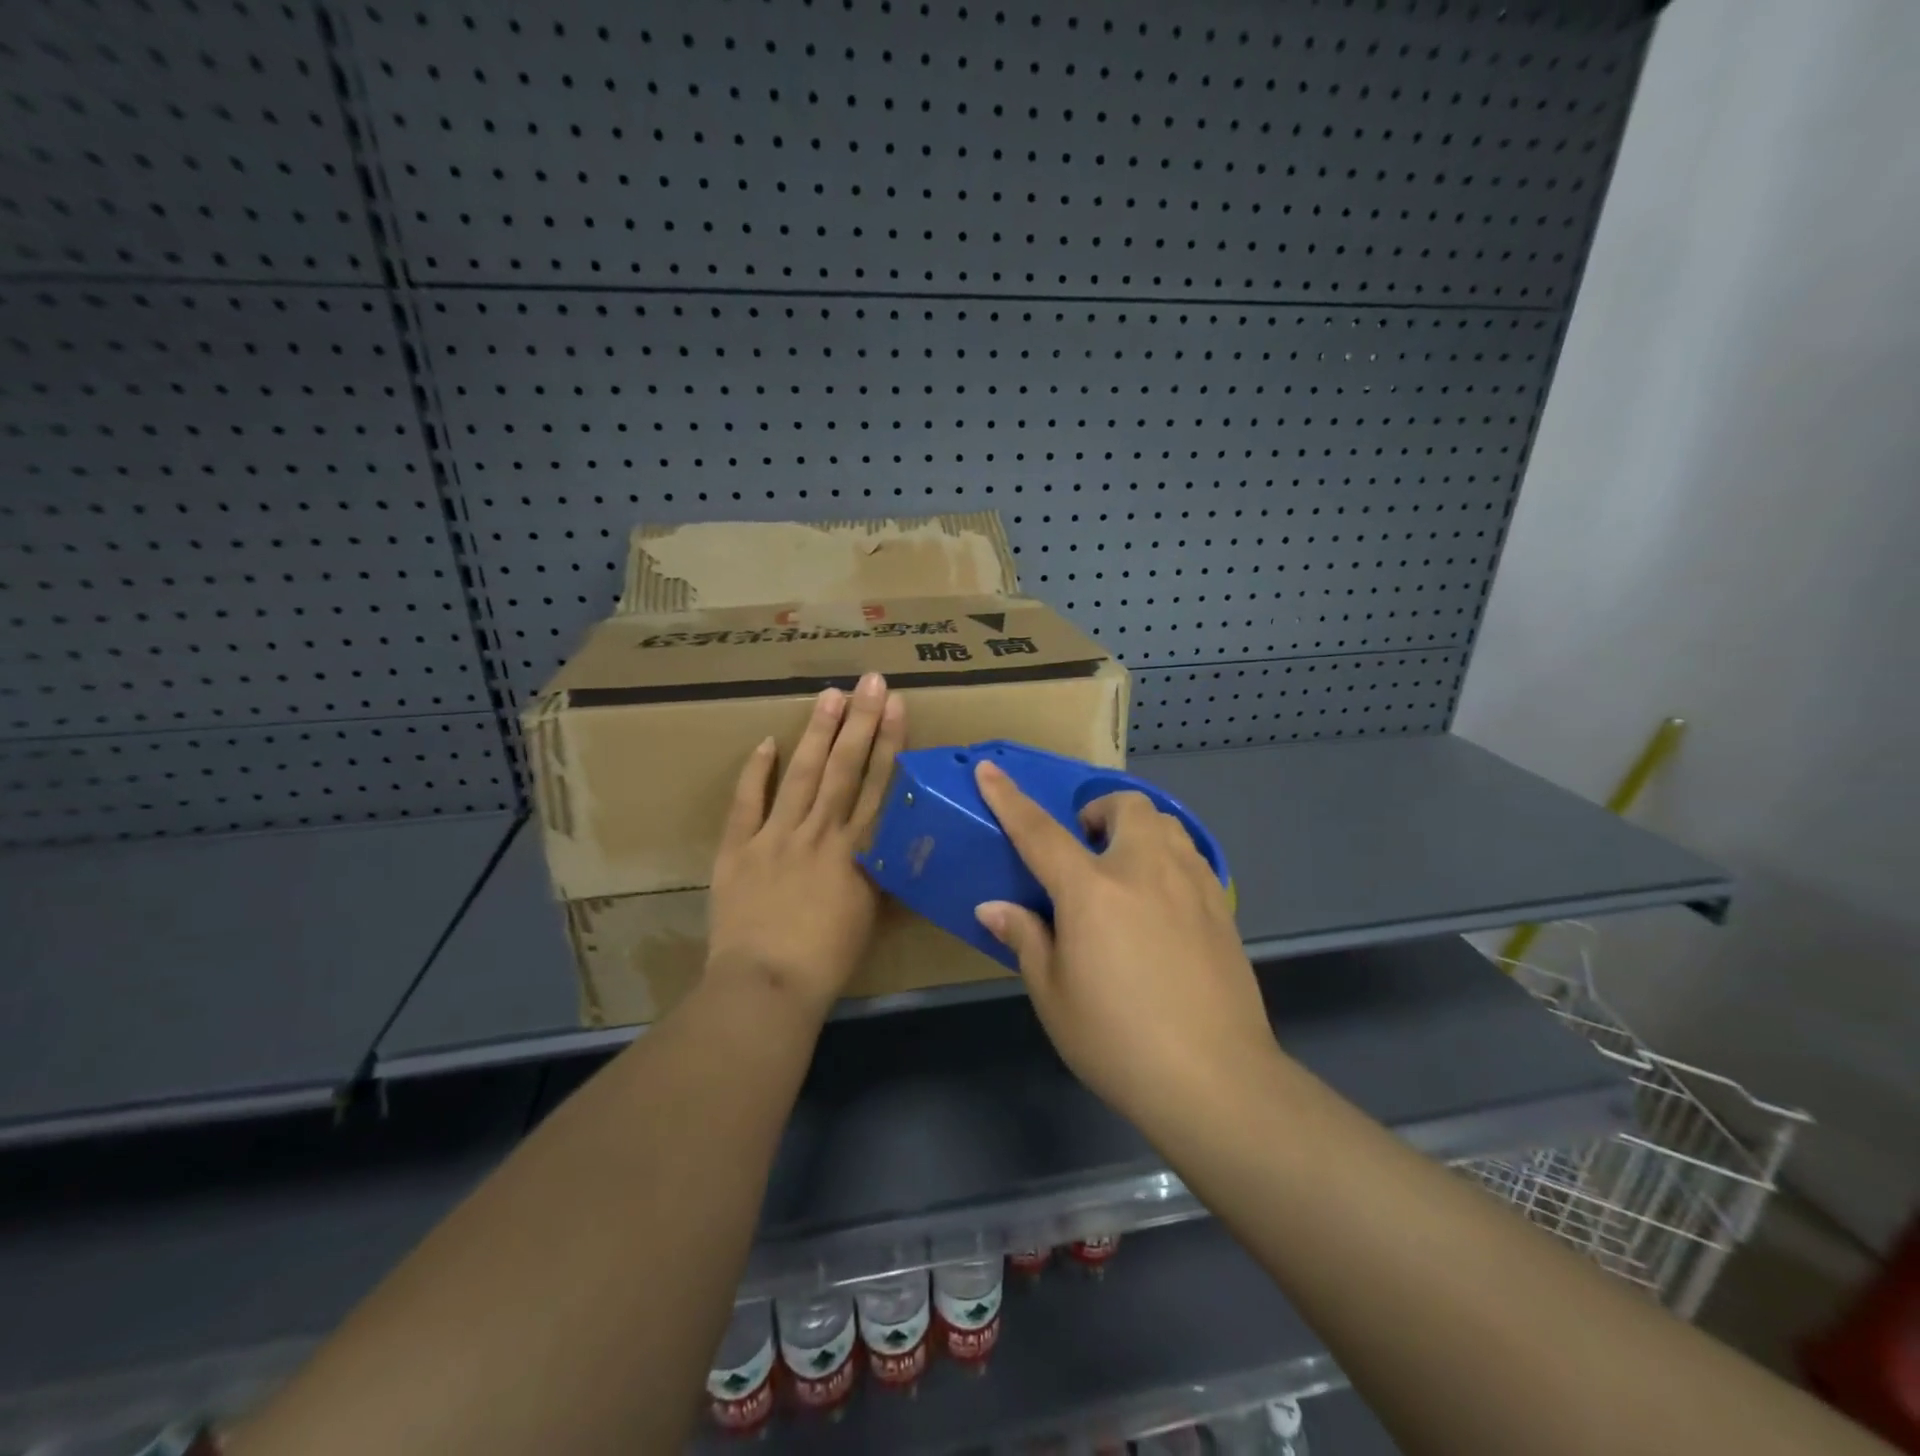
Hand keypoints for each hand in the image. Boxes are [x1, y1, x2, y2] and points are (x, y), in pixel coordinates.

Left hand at [706, 672, 904, 1017]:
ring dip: (817, 733)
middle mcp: (820, 832)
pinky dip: (756, 773)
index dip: (889, 742)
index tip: (896, 706)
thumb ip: (878, 875)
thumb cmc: (828, 960)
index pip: (878, 785)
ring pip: (802, 774)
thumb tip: (891, 847)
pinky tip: (766, 742)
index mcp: (856, 851)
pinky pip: (747, 803)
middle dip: (859, 721)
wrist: (767, 985)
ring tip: (829, 694)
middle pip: (844, 768)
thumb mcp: (870, 916)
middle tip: (868, 681)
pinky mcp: (738, 849)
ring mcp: (776, 836)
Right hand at [972, 762, 1283, 1131]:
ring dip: (1136, 830)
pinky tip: (1160, 901)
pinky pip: (1189, 856)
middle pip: (1124, 805)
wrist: (1215, 1079)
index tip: (989, 769)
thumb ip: (1026, 939)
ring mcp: (1190, 883)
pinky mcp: (1220, 906)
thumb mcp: (1054, 995)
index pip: (1039, 831)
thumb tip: (995, 907)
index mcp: (1092, 890)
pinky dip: (1166, 857)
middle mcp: (1144, 870)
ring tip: (1123, 870)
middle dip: (1098, 811)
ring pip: (1164, 824)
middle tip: (1085, 848)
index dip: (1008, 797)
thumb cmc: (1118, 1041)